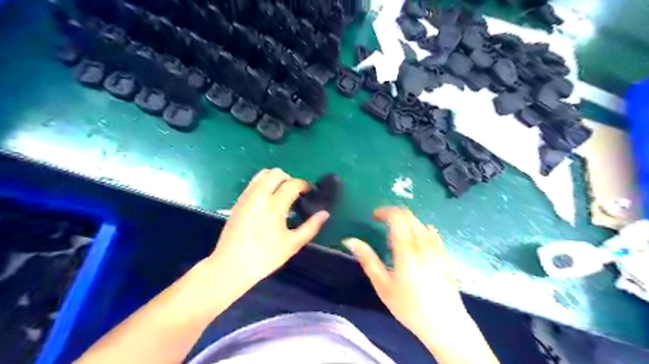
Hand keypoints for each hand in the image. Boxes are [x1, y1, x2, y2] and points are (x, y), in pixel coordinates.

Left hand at [207, 168, 329, 290]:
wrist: (230, 266)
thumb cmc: (264, 257)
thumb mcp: (292, 245)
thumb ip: (311, 227)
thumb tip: (325, 213)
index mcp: (274, 206)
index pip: (292, 184)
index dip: (304, 185)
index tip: (310, 192)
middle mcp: (259, 196)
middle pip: (276, 173)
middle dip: (289, 178)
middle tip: (295, 193)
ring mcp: (246, 197)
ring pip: (262, 175)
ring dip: (275, 179)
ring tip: (281, 194)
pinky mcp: (238, 202)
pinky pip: (253, 183)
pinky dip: (264, 184)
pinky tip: (267, 201)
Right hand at [345, 208, 466, 338]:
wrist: (445, 324)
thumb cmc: (409, 306)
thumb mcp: (383, 285)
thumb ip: (367, 259)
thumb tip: (350, 240)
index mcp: (406, 248)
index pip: (397, 216)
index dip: (384, 211)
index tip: (374, 217)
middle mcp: (424, 243)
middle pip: (409, 215)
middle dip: (394, 215)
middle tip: (382, 225)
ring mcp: (437, 248)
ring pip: (420, 222)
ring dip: (406, 222)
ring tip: (397, 237)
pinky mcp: (445, 254)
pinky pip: (432, 233)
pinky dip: (420, 230)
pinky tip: (416, 245)